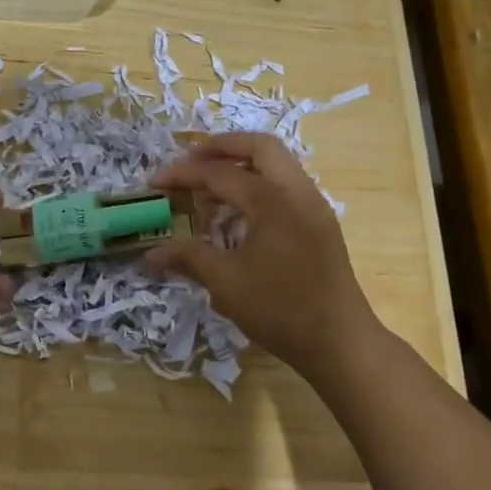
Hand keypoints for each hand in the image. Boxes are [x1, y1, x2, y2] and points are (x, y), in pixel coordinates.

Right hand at [147, 133, 379, 378]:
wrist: (340, 342)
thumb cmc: (280, 309)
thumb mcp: (226, 282)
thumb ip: (188, 257)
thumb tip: (150, 254)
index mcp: (272, 200)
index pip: (220, 173)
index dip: (183, 175)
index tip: (155, 183)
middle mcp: (297, 191)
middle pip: (260, 147)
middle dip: (221, 148)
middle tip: (189, 163)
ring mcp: (313, 206)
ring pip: (276, 165)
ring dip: (241, 167)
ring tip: (207, 191)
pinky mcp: (320, 224)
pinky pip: (285, 187)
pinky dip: (258, 187)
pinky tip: (236, 216)